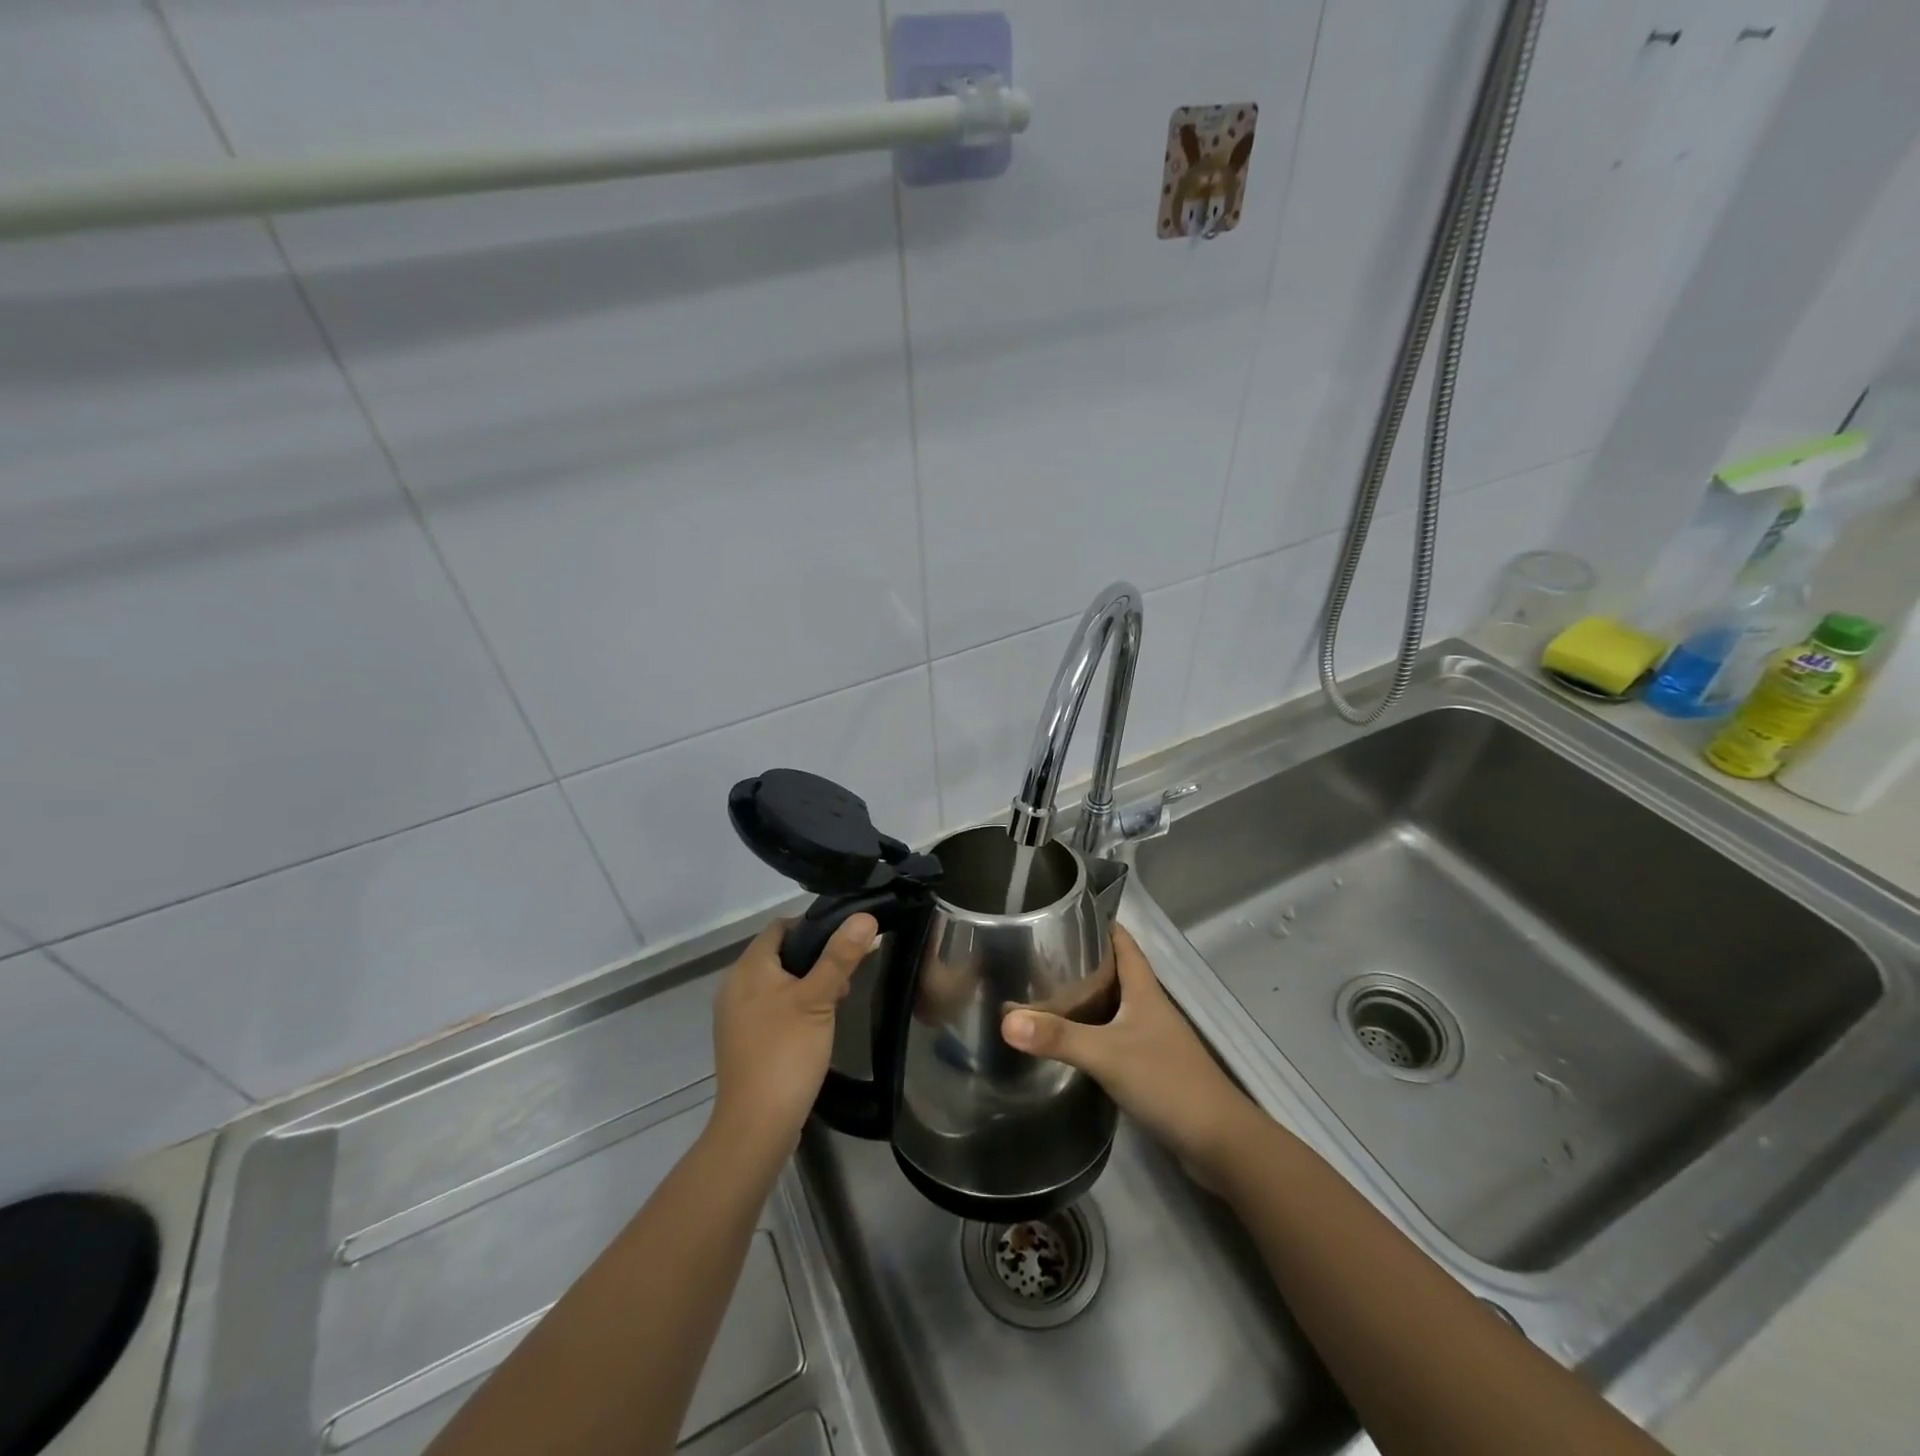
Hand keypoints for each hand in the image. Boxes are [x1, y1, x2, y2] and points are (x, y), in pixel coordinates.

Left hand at [710, 914, 875, 1160]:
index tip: (845, 941)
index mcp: (748, 968)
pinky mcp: (742, 1041)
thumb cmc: (786, 1052)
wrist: (756, 1126)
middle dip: (815, 959)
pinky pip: (771, 1008)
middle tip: (846, 977)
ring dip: (807, 984)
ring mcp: (735, 1016)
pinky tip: (815, 1026)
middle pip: (779, 954)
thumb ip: (840, 956)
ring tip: (836, 1002)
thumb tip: (864, 916)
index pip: (780, 927)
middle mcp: (735, 986)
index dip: (813, 926)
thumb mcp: (819, 999)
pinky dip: (793, 1007)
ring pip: (777, 982)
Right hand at [1002, 924, 1256, 1182]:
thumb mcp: (1107, 1054)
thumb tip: (1005, 1020)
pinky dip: (1091, 1031)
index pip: (1122, 941)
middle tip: (1038, 955)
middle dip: (1081, 960)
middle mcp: (1148, 1006)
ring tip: (1042, 992)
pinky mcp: (1149, 1066)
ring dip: (1084, 997)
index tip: (1061, 914)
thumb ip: (1058, 1037)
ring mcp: (1151, 1038)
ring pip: (1113, 1005)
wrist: (1218, 1141)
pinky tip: (1068, 1040)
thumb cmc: (1167, 1081)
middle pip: (1114, 971)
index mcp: (1144, 989)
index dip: (1097, 924)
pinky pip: (1114, 1035)